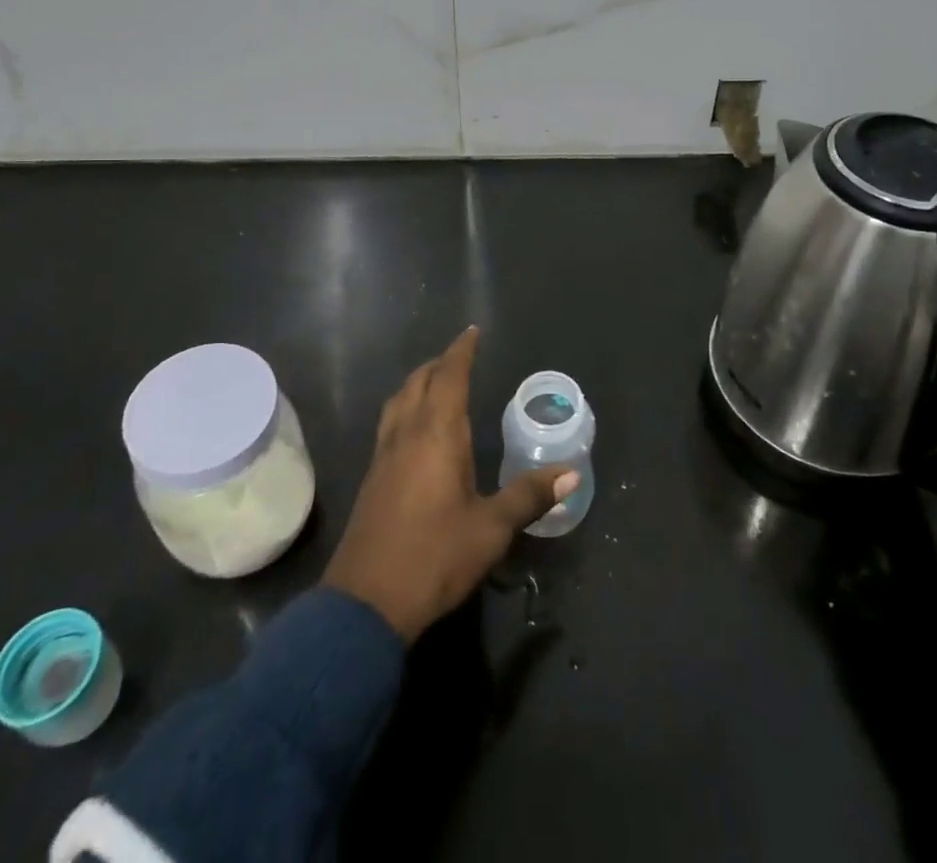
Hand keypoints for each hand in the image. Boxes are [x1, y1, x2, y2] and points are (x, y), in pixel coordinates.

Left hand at [323, 327, 578, 641]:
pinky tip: (416, 430)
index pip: (449, 376)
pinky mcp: (373, 477)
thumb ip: (529, 496)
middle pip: (419, 382)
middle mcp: (407, 434)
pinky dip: (406, 407)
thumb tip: (571, 473)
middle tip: (461, 357)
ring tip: (437, 383)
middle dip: (440, 363)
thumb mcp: (491, 529)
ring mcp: (384, 455)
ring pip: (399, 400)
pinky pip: (391, 422)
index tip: (472, 332)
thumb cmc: (435, 557)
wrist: (365, 603)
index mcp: (437, 434)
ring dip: (419, 383)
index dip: (461, 351)